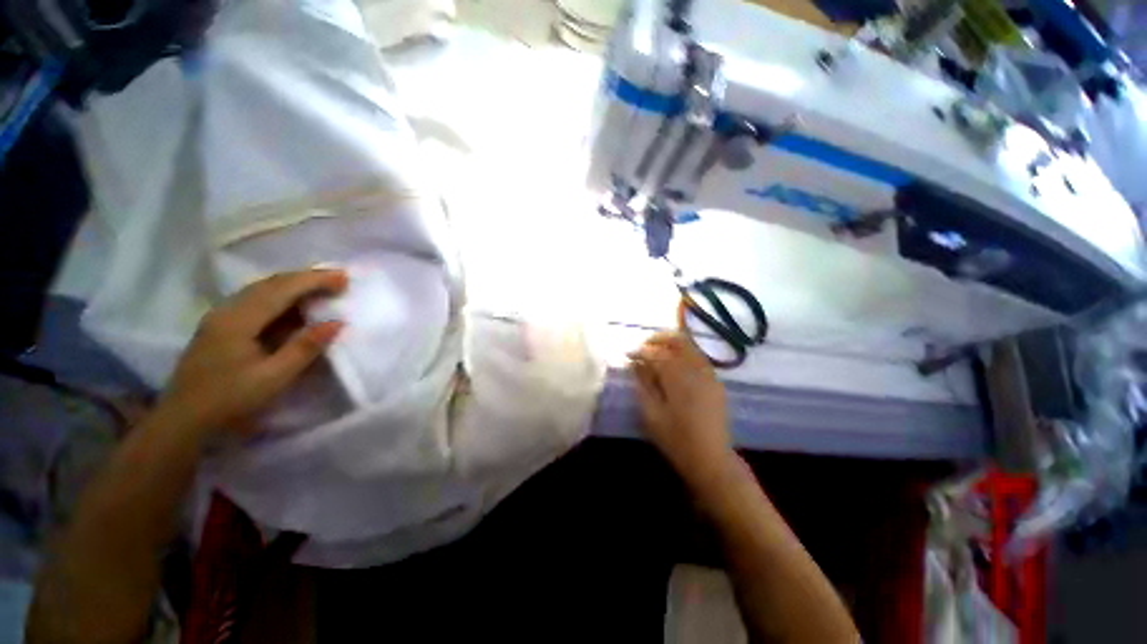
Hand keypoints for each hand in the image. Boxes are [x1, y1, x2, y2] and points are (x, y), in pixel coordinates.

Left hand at [157, 269, 347, 436]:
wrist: (182, 420)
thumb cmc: (230, 399)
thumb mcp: (273, 377)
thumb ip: (305, 348)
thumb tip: (337, 323)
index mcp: (238, 320)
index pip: (281, 289)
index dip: (314, 280)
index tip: (344, 278)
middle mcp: (227, 310)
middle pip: (270, 283)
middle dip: (306, 278)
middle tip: (339, 279)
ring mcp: (221, 316)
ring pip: (262, 289)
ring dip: (294, 285)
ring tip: (323, 287)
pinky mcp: (221, 326)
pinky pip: (256, 300)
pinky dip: (281, 296)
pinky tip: (295, 304)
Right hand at [629, 331, 735, 486]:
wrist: (712, 459)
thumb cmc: (676, 439)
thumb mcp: (652, 413)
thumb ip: (643, 383)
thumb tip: (635, 363)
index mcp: (678, 377)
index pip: (656, 353)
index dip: (640, 351)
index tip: (628, 354)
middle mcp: (696, 369)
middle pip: (678, 340)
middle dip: (658, 338)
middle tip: (643, 346)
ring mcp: (709, 374)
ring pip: (690, 346)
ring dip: (671, 344)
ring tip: (655, 352)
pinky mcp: (716, 381)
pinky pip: (698, 357)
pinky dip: (683, 353)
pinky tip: (673, 364)